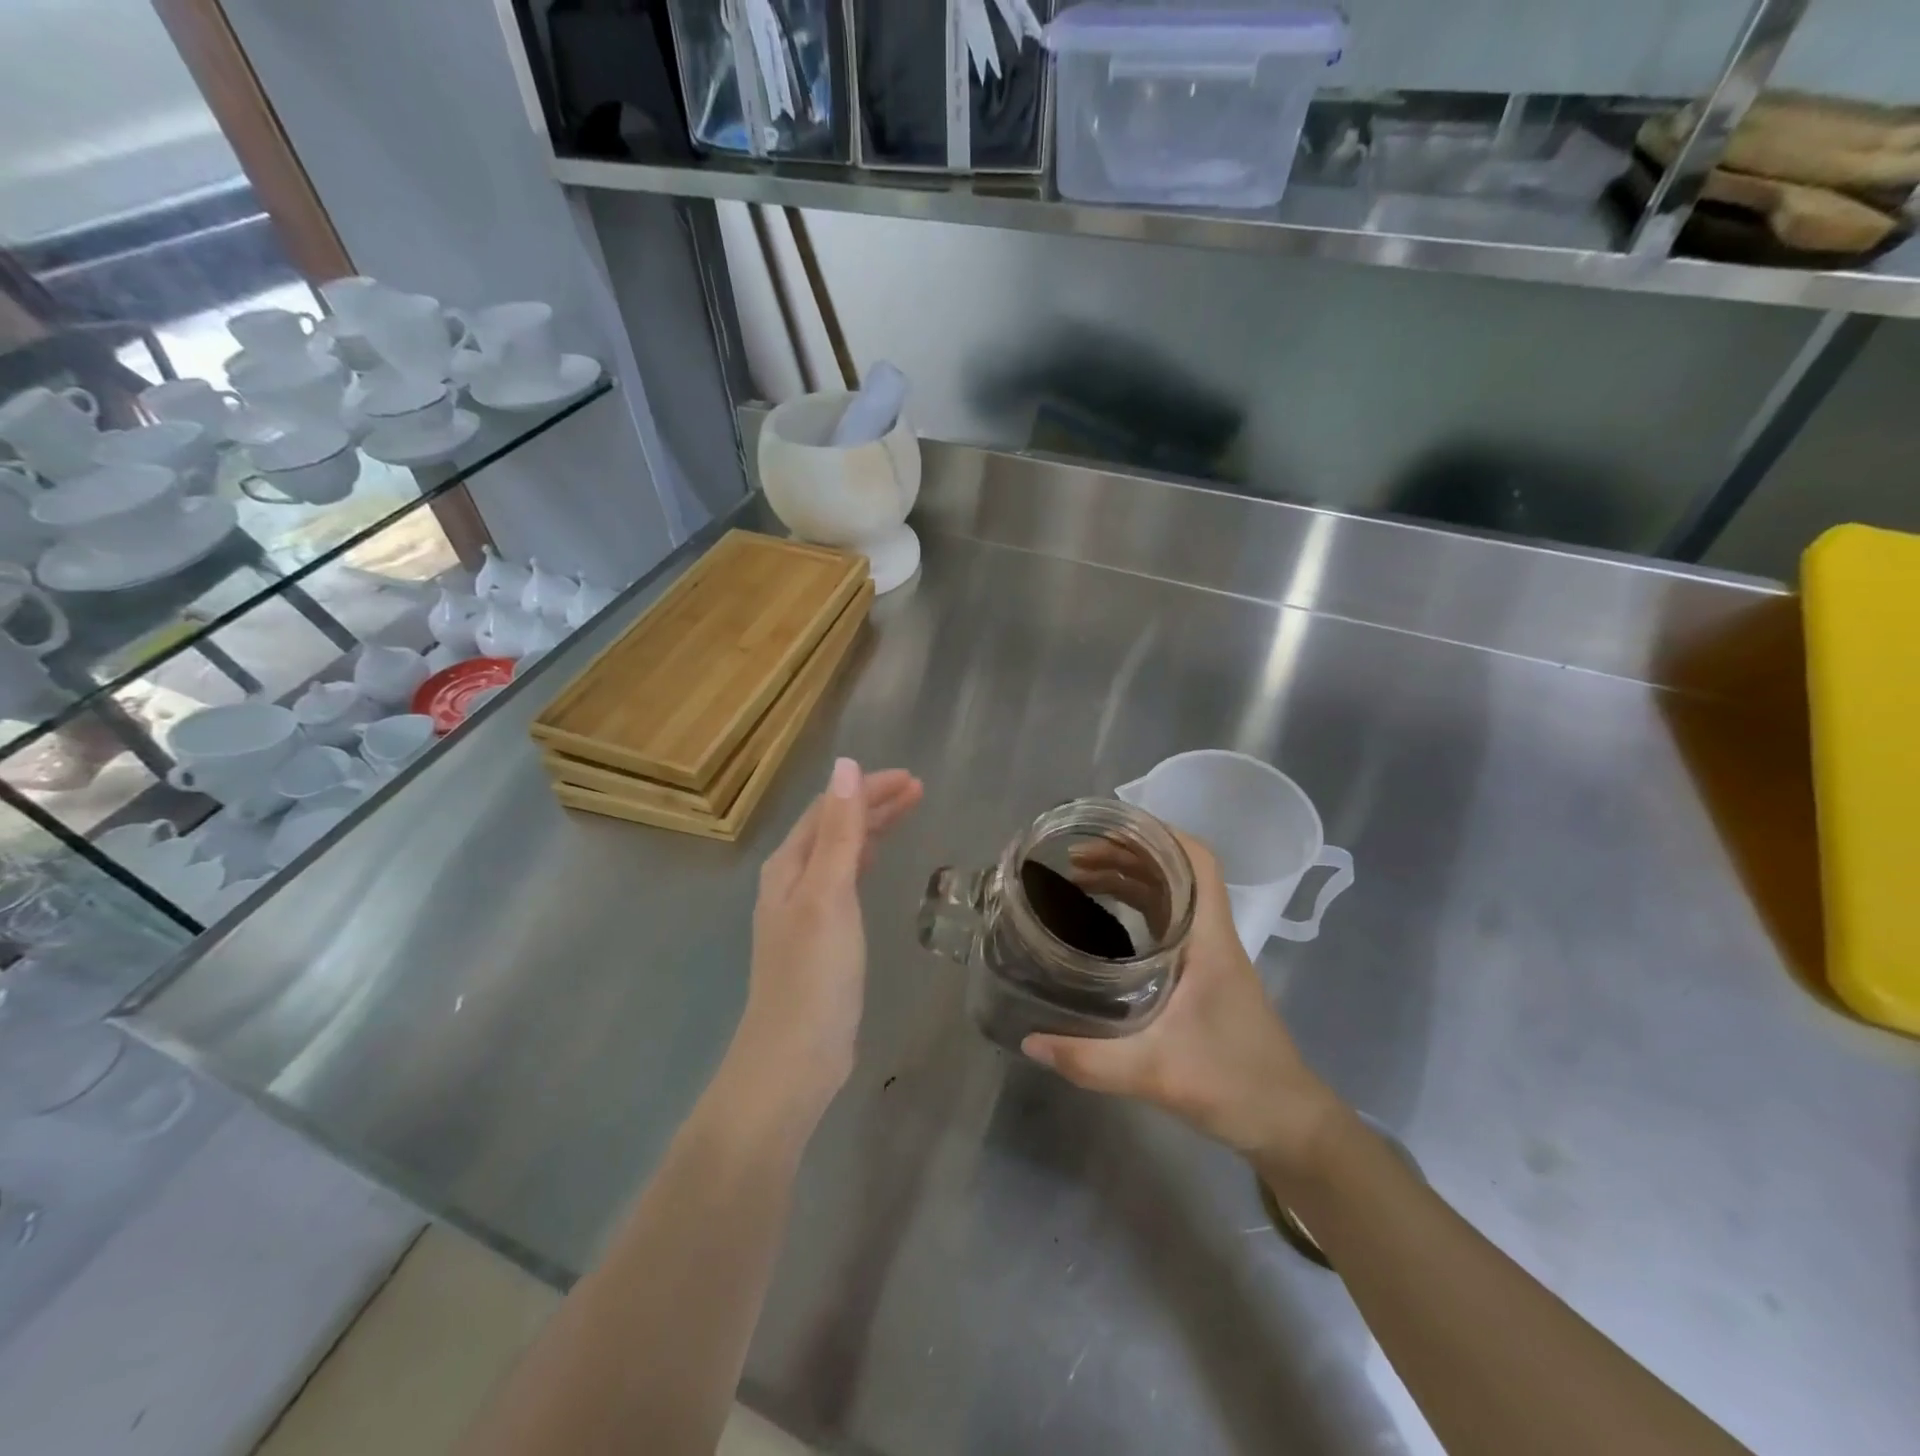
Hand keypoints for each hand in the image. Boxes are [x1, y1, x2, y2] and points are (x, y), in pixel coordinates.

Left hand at [732, 759, 922, 1114]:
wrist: (794, 1058)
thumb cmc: (814, 974)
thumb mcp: (828, 895)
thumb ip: (839, 831)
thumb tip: (846, 765)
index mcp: (788, 865)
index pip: (829, 808)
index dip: (867, 788)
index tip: (911, 779)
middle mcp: (791, 881)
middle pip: (833, 826)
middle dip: (872, 803)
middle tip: (919, 790)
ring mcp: (804, 910)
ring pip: (840, 851)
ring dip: (871, 828)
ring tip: (908, 811)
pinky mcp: (821, 937)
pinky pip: (844, 880)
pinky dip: (864, 859)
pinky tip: (876, 860)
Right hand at [1022, 830, 1340, 1178]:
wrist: (1289, 1124)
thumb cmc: (1235, 1084)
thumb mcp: (1157, 1073)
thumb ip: (1091, 1060)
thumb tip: (1031, 1041)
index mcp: (1209, 940)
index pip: (1198, 861)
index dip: (1159, 834)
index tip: (1110, 828)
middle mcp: (1212, 937)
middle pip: (1175, 872)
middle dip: (1127, 855)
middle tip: (1075, 858)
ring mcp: (1211, 956)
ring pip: (1171, 896)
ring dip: (1130, 880)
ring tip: (1081, 879)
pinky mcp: (1205, 976)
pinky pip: (1169, 924)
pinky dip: (1137, 909)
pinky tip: (1106, 922)